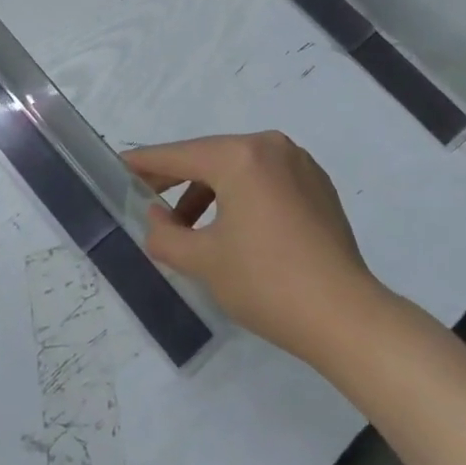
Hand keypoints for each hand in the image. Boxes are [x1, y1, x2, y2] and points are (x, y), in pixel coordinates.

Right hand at [124, 132, 383, 360]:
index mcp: (241, 156)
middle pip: (210, 157)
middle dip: (177, 180)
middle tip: (146, 199)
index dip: (145, 163)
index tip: (119, 166)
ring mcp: (300, 164)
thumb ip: (165, 234)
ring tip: (189, 228)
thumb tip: (157, 217)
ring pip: (239, 169)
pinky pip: (265, 180)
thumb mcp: (203, 261)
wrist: (346, 318)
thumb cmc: (266, 283)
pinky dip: (241, 196)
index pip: (179, 155)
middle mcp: (271, 147)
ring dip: (209, 192)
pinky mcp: (318, 187)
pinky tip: (231, 228)